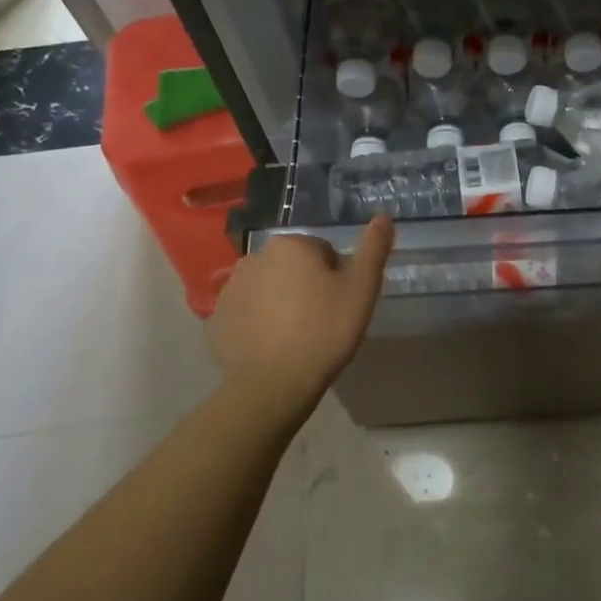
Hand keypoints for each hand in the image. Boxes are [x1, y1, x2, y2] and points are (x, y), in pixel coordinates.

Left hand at [207, 217, 393, 424]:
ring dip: (280, 302)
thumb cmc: (324, 331)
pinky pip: (246, 311)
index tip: (339, 305)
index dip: (337, 278)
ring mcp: (231, 288)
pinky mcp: (217, 317)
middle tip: (321, 320)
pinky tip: (271, 345)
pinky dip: (258, 322)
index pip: (323, 252)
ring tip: (295, 335)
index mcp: (291, 245)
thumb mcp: (362, 288)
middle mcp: (255, 256)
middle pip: (293, 267)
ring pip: (268, 287)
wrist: (273, 384)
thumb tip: (383, 216)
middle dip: (306, 286)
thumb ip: (373, 248)